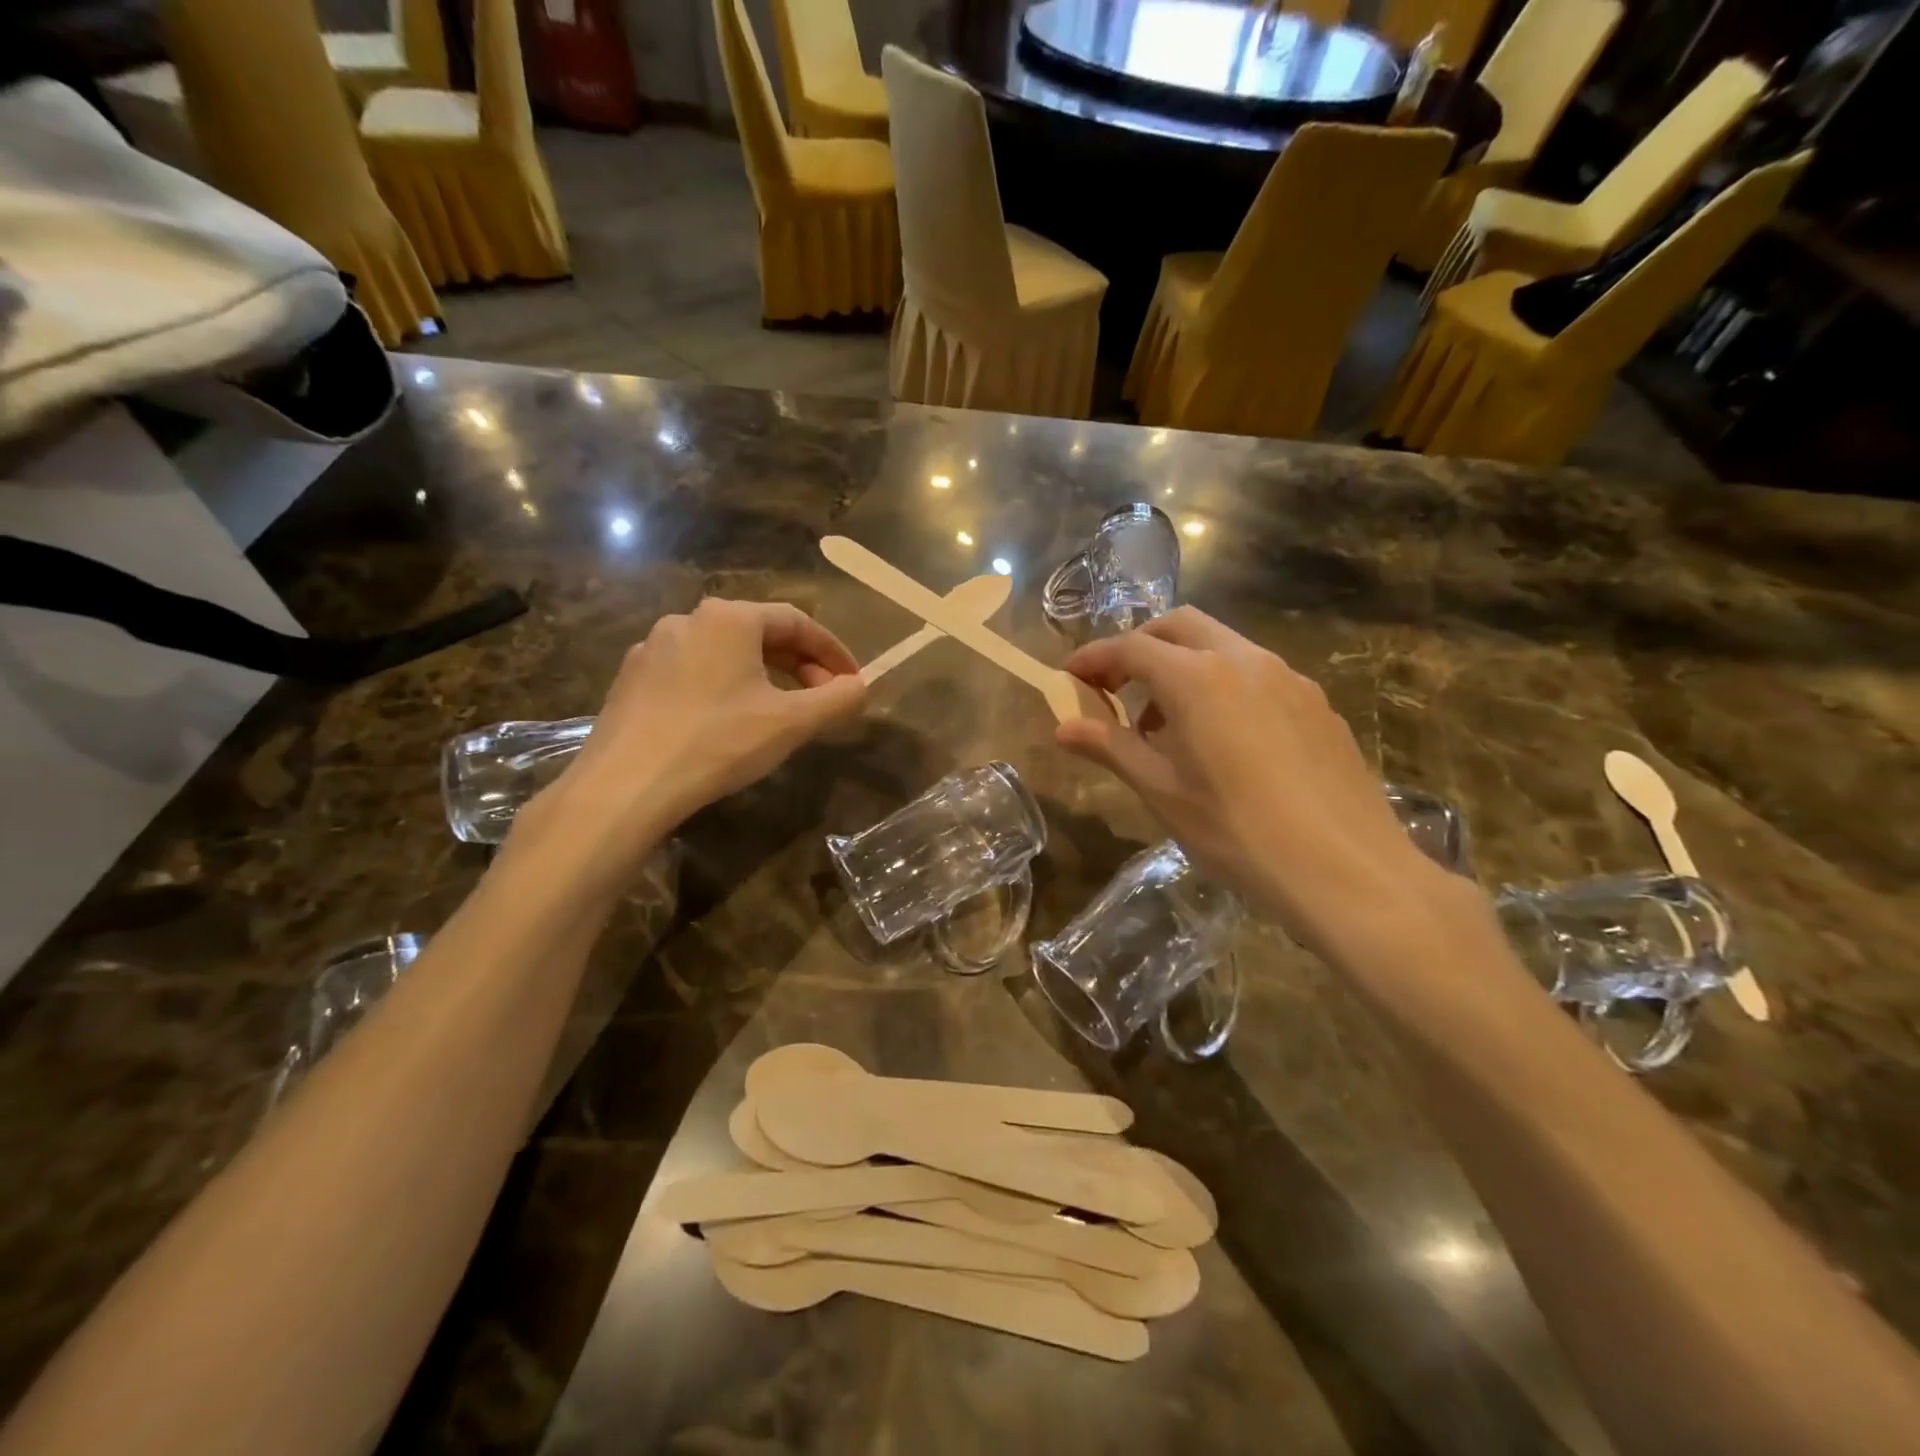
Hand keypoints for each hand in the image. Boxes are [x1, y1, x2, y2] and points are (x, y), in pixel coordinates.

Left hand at [534, 599, 864, 855]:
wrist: (627, 784)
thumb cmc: (719, 742)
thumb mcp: (792, 723)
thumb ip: (837, 700)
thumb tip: (861, 688)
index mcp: (730, 618)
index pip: (797, 621)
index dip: (832, 651)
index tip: (853, 681)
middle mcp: (689, 619)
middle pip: (759, 633)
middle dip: (799, 664)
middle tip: (822, 697)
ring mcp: (653, 648)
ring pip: (724, 653)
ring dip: (762, 676)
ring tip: (779, 710)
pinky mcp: (631, 679)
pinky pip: (692, 672)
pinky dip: (724, 687)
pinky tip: (727, 721)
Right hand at [1057, 608, 1455, 952]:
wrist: (1347, 871)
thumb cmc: (1237, 832)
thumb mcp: (1163, 791)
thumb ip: (1111, 748)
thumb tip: (1063, 728)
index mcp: (1198, 678)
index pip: (1131, 647)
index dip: (1093, 659)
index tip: (1068, 679)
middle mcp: (1244, 661)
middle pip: (1179, 626)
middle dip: (1139, 647)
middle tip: (1115, 689)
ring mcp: (1289, 679)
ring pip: (1222, 646)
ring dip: (1182, 666)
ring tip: (1166, 724)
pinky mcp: (1317, 704)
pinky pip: (1256, 675)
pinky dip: (1221, 685)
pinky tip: (1222, 741)